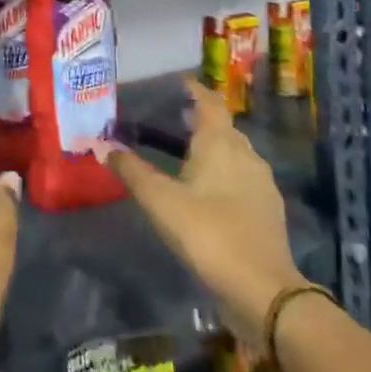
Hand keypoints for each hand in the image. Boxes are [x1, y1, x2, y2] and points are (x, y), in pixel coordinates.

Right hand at [99, 79, 303, 341]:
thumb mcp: (160, 200)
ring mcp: (261, 182)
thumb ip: (132, 171)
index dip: (193, 90)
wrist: (262, 289)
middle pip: (222, 127)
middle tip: (170, 117)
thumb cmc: (207, 232)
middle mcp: (245, 154)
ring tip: (183, 153)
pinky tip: (206, 189)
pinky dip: (222, 171)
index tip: (175, 83)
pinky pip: (241, 175)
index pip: (209, 102)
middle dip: (199, 119)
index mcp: (220, 143)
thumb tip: (104, 146)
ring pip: (233, 152)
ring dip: (210, 146)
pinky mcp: (266, 209)